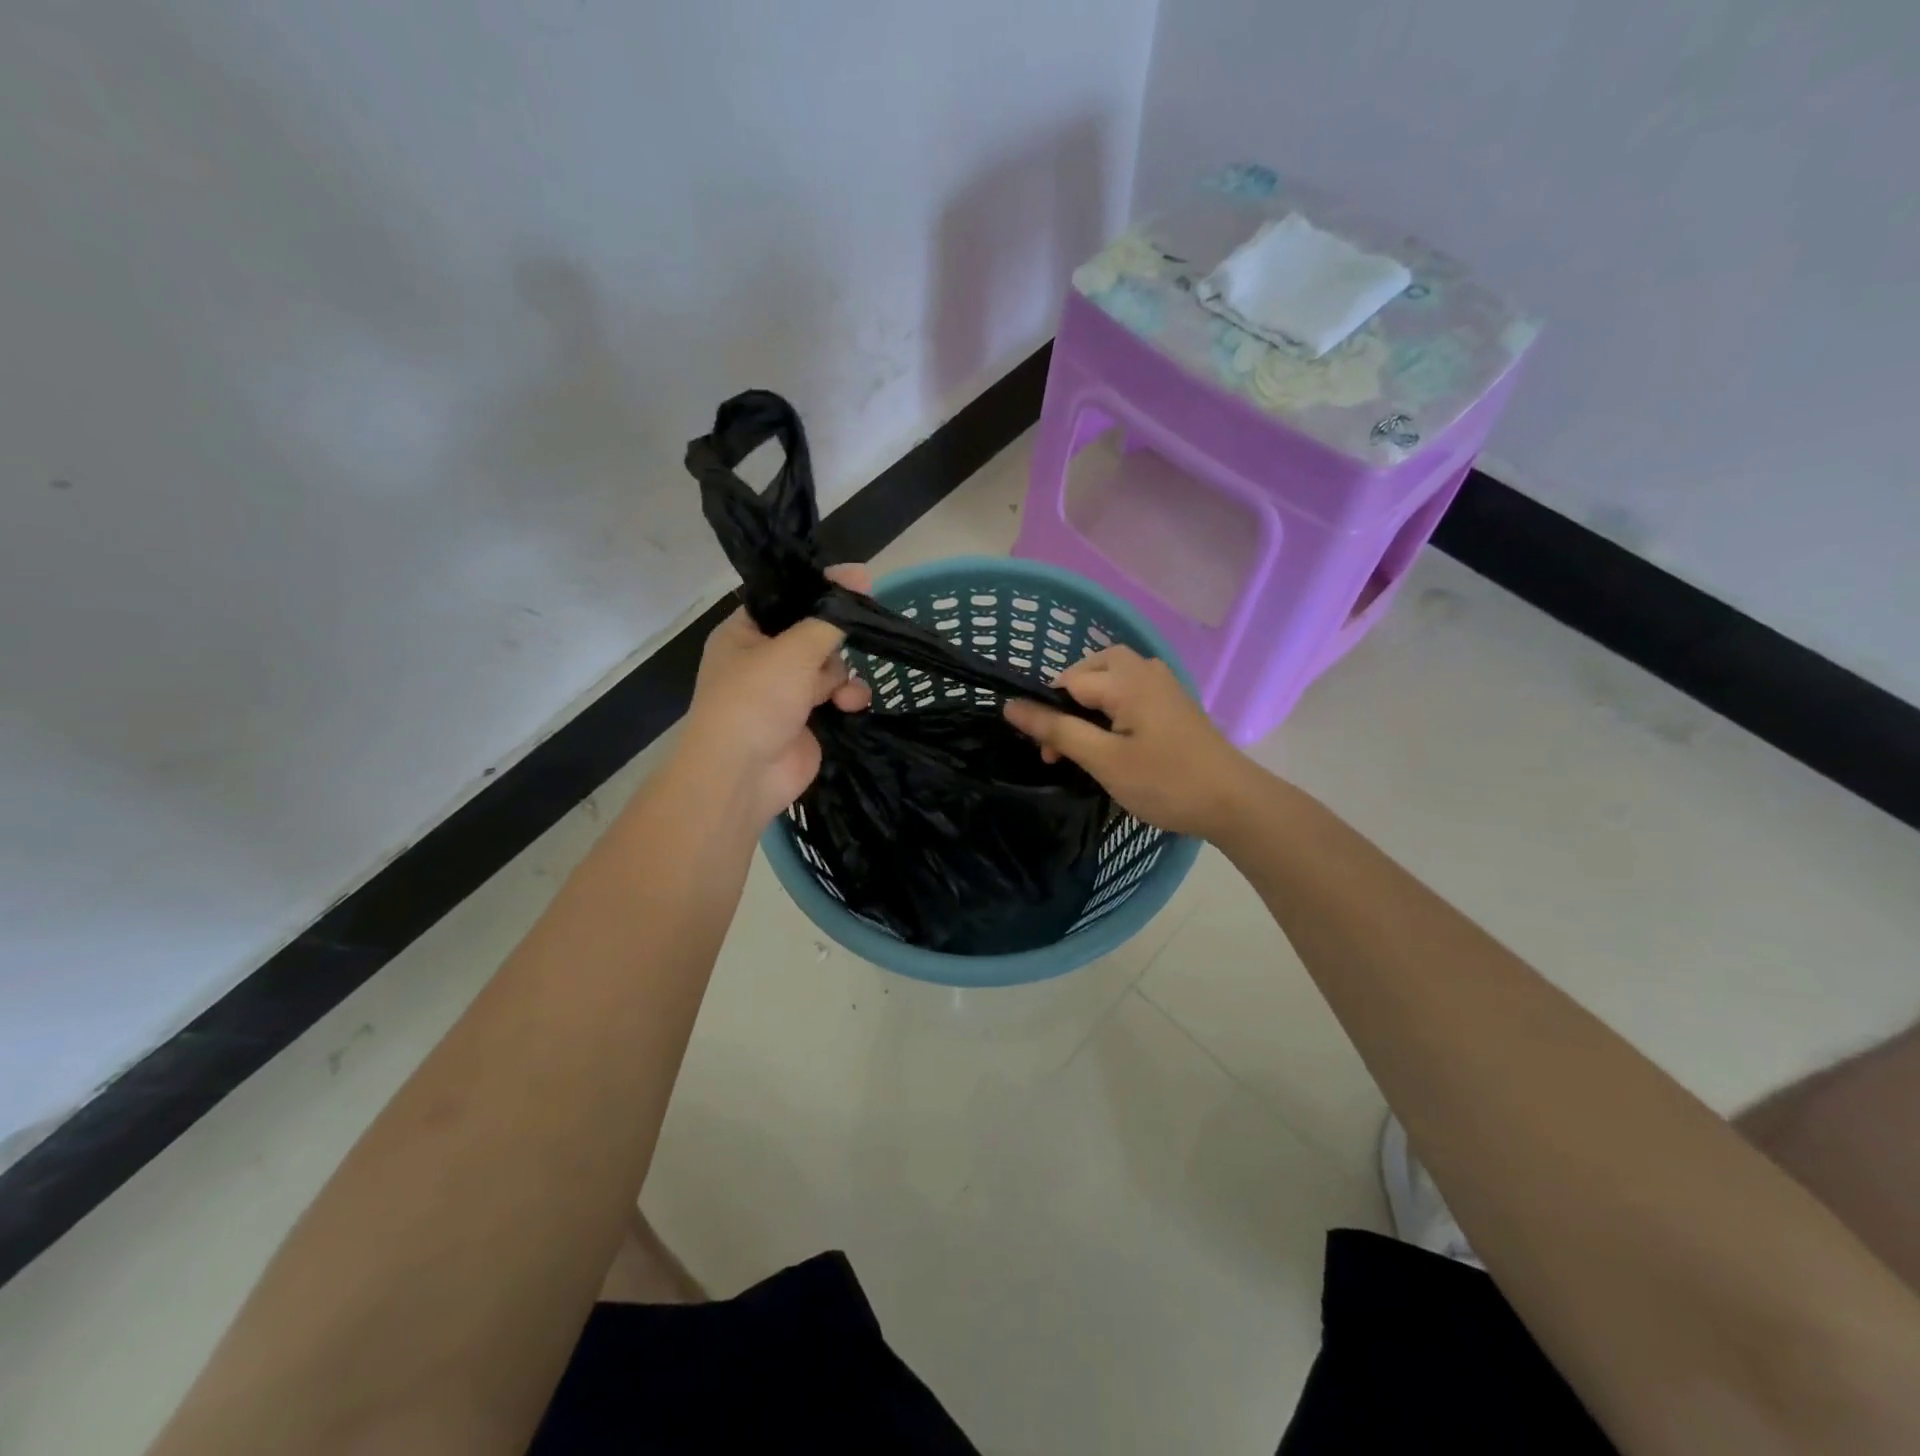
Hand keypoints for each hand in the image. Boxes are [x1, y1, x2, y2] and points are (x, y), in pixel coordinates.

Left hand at [677, 564, 872, 824]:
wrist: (743, 774)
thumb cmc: (756, 699)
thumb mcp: (793, 649)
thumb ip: (829, 618)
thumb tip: (857, 579)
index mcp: (744, 634)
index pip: (786, 600)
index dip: (821, 588)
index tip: (860, 580)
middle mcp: (763, 660)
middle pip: (813, 634)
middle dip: (834, 640)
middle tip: (857, 631)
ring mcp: (785, 693)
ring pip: (829, 668)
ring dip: (842, 676)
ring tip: (842, 693)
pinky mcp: (807, 722)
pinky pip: (836, 698)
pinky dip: (847, 700)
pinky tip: (851, 706)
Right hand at [1003, 645, 1248, 837]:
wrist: (1234, 802)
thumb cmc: (1165, 782)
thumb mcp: (1103, 760)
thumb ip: (1057, 729)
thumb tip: (1010, 706)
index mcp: (1126, 680)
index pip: (1068, 682)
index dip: (1049, 713)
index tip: (1049, 754)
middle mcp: (1146, 671)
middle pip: (1093, 667)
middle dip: (1070, 696)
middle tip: (1064, 737)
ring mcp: (1165, 685)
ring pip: (1114, 675)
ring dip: (1092, 699)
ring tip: (1086, 735)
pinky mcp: (1175, 703)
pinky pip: (1133, 688)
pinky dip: (1114, 704)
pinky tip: (1116, 735)